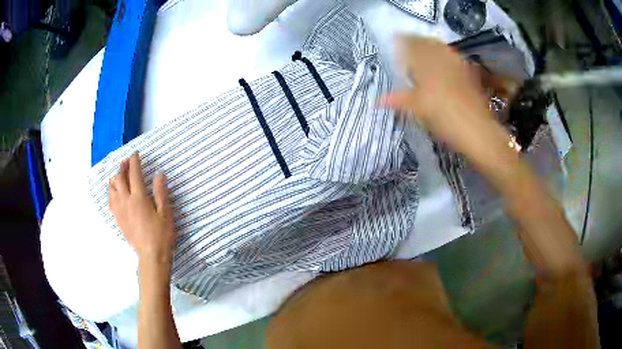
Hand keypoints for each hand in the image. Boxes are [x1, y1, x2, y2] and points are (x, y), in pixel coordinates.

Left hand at [109, 153, 174, 264]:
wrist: (151, 255)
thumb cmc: (161, 234)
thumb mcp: (166, 213)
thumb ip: (161, 193)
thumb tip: (159, 174)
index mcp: (139, 198)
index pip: (134, 174)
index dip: (134, 162)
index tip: (135, 154)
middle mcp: (126, 201)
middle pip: (120, 178)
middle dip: (122, 167)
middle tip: (126, 161)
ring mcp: (120, 210)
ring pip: (112, 188)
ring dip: (115, 178)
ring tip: (119, 175)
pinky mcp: (118, 219)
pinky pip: (110, 200)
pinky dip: (112, 191)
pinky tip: (115, 192)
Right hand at [383, 36, 511, 159]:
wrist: (477, 130)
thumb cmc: (444, 119)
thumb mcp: (418, 110)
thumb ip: (398, 100)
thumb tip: (375, 102)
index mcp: (425, 65)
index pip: (410, 45)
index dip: (402, 41)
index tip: (395, 40)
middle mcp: (440, 59)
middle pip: (426, 42)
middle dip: (415, 41)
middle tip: (408, 44)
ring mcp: (456, 64)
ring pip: (440, 47)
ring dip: (430, 45)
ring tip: (424, 50)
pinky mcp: (468, 72)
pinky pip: (453, 56)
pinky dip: (445, 54)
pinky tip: (443, 60)